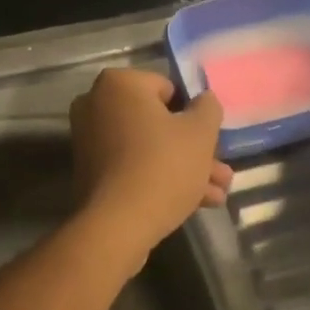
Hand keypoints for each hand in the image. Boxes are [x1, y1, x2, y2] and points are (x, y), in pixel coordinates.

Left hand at [70, 69, 232, 258]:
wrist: (118, 226)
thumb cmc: (163, 166)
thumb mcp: (200, 133)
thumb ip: (208, 108)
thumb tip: (204, 100)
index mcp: (119, 84)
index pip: (168, 88)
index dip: (193, 114)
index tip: (209, 139)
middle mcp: (96, 105)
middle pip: (158, 122)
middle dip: (192, 148)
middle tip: (220, 172)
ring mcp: (90, 140)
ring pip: (148, 148)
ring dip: (183, 167)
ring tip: (216, 194)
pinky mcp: (90, 172)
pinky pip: (132, 166)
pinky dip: (158, 178)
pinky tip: (194, 203)